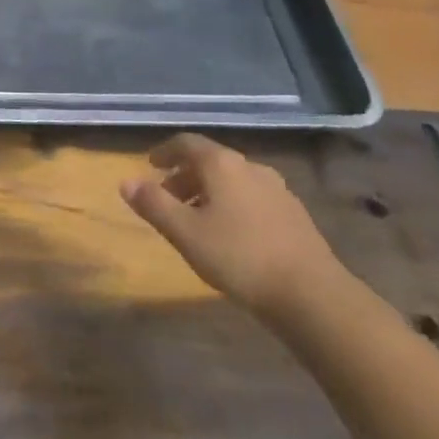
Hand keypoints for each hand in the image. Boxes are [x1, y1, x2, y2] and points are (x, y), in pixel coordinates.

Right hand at [121, 133, 345, 321]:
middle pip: (210, 161)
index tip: (150, 163)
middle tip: (167, 197)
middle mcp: (250, 167)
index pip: (186, 143)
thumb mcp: (185, 232)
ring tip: (196, 220)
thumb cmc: (239, 257)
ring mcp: (277, 190)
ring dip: (209, 192)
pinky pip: (252, 198)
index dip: (165, 151)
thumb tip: (125, 181)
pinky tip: (230, 235)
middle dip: (185, 176)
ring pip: (233, 181)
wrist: (313, 296)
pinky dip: (232, 205)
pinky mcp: (294, 215)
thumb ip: (153, 204)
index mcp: (222, 164)